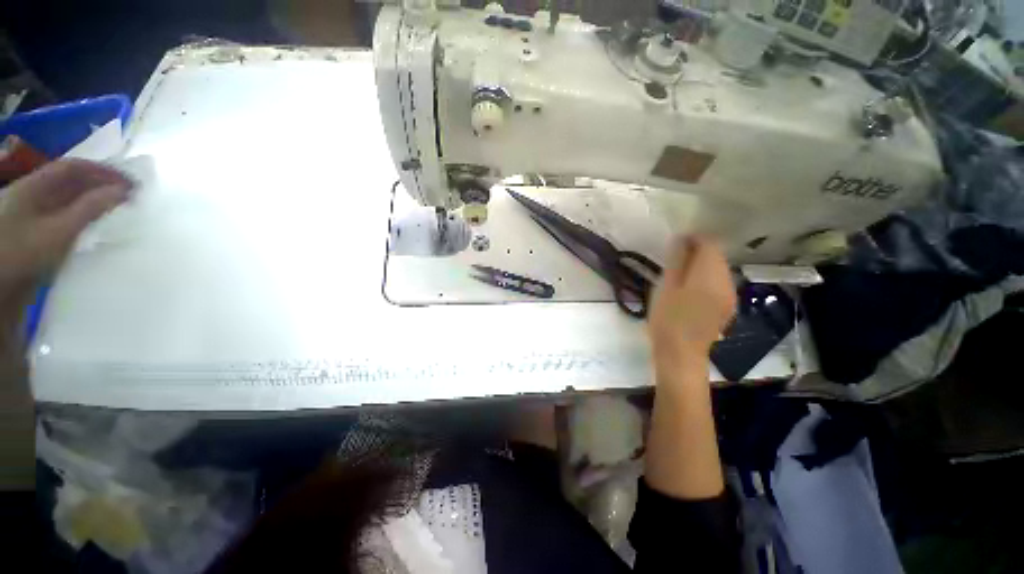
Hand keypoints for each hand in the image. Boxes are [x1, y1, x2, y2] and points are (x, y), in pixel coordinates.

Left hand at [0, 160, 130, 293]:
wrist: (1, 287)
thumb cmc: (24, 252)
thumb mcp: (58, 231)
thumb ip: (90, 208)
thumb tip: (124, 191)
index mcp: (33, 186)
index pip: (72, 168)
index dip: (101, 170)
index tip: (129, 182)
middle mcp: (32, 195)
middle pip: (69, 183)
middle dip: (99, 186)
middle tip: (130, 196)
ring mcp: (33, 216)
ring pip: (68, 201)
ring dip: (93, 202)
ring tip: (118, 209)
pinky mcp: (37, 234)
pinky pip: (64, 217)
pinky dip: (84, 217)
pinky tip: (97, 225)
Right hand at [648, 236, 736, 360]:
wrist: (681, 353)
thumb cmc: (668, 318)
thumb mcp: (665, 286)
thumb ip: (677, 261)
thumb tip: (682, 238)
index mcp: (710, 274)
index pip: (710, 244)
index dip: (694, 238)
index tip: (675, 245)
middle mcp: (727, 281)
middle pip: (717, 256)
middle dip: (698, 253)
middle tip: (673, 262)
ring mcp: (730, 296)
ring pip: (719, 270)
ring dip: (702, 267)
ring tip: (679, 277)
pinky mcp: (727, 307)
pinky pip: (720, 284)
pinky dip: (706, 280)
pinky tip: (690, 292)